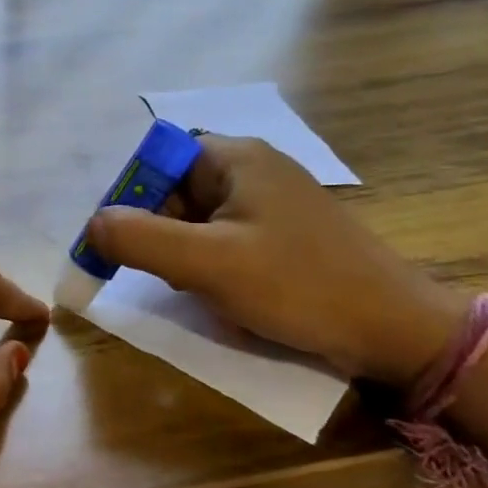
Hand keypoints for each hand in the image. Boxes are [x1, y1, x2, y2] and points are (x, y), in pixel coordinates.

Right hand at [87, 136, 467, 385]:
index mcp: (235, 157)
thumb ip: (139, 240)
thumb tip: (91, 225)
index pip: (158, 159)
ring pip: (199, 218)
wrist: (396, 330)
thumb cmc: (298, 286)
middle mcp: (254, 167)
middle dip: (161, 233)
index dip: (133, 198)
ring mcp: (273, 200)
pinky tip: (228, 294)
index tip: (127, 244)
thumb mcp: (207, 264)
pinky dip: (213, 263)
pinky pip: (227, 237)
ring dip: (185, 253)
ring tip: (203, 288)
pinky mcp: (287, 232)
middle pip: (176, 188)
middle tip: (170, 275)